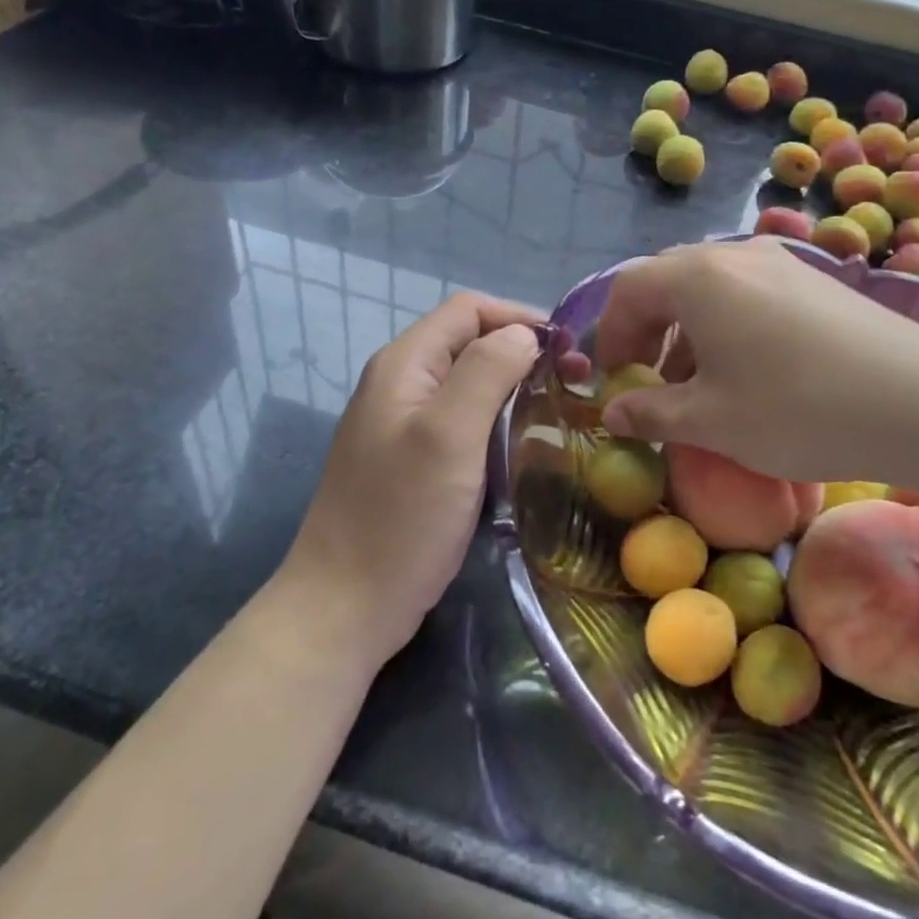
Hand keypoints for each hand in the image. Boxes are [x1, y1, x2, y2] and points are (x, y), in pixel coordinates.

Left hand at [283, 292, 540, 666]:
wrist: (345, 608)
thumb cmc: (401, 518)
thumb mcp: (449, 435)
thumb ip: (486, 371)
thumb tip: (523, 334)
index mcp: (404, 364)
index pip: (468, 310)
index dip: (519, 317)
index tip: (568, 348)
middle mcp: (400, 382)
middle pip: (469, 341)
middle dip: (522, 350)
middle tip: (573, 380)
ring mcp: (403, 422)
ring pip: (468, 381)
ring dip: (513, 384)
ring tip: (558, 407)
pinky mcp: (412, 458)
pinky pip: (461, 418)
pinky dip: (496, 417)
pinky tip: (522, 442)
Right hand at [595, 238, 918, 485]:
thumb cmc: (798, 409)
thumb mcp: (711, 421)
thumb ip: (650, 413)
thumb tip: (612, 413)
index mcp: (696, 276)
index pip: (627, 290)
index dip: (608, 336)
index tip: (611, 382)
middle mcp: (734, 253)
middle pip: (667, 281)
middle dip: (645, 331)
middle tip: (646, 381)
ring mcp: (781, 260)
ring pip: (709, 287)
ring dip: (686, 330)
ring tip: (697, 384)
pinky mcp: (815, 279)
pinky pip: (748, 292)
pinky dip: (726, 325)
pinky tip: (748, 372)